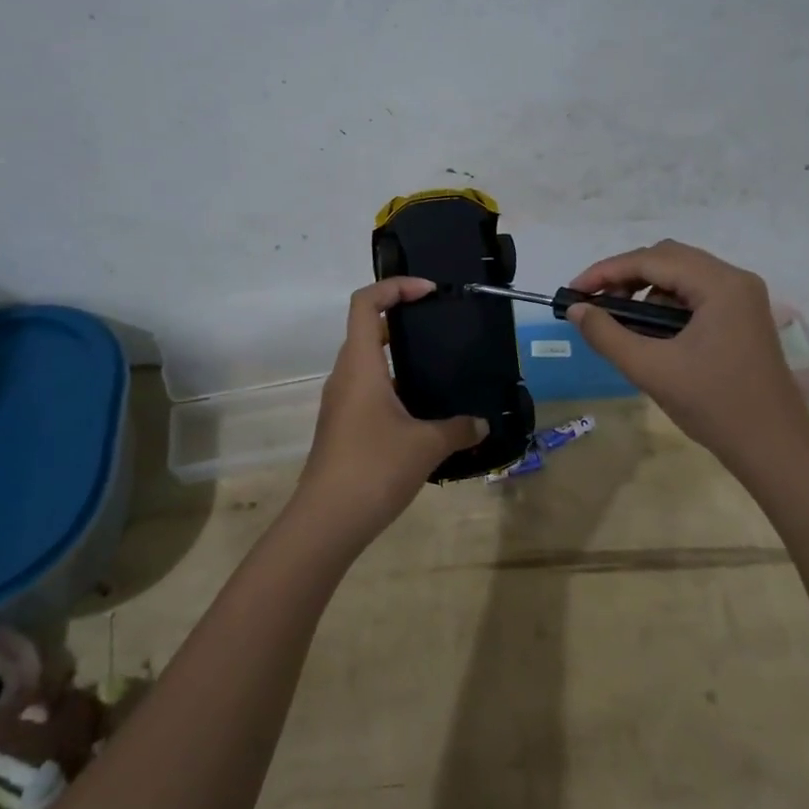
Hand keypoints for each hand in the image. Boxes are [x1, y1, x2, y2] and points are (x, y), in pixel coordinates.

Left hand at [292, 278, 485, 545]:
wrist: (327, 521)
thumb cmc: (374, 468)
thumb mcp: (426, 445)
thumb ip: (458, 428)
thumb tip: (481, 424)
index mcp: (360, 366)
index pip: (365, 303)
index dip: (395, 287)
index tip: (429, 292)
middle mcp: (345, 376)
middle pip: (367, 329)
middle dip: (402, 320)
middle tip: (439, 328)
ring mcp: (340, 403)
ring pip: (367, 363)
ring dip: (398, 358)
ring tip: (437, 369)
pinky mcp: (342, 427)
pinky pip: (367, 391)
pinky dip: (393, 387)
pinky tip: (422, 412)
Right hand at [566, 240, 808, 471]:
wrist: (773, 447)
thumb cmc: (713, 405)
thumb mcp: (651, 369)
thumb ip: (607, 334)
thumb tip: (576, 310)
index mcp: (719, 284)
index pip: (651, 260)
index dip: (606, 272)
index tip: (573, 292)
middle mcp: (734, 279)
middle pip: (668, 258)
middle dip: (625, 275)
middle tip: (593, 303)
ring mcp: (742, 297)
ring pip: (682, 274)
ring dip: (645, 289)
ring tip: (619, 319)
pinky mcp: (742, 315)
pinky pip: (695, 293)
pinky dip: (666, 303)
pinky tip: (650, 331)